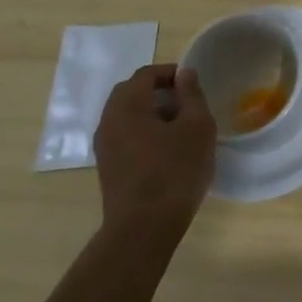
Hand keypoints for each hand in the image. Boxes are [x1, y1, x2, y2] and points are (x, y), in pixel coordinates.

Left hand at [93, 64, 215, 247]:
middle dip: (158, 92)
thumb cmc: (175, 171)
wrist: (144, 228)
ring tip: (179, 128)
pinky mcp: (107, 167)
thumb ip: (191, 95)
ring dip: (151, 113)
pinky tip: (165, 150)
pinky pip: (124, 136)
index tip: (193, 85)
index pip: (146, 74)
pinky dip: (143, 132)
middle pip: (131, 93)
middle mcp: (108, 120)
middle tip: (186, 104)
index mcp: (127, 104)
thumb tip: (184, 73)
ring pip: (127, 116)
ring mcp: (104, 146)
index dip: (171, 73)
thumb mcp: (197, 126)